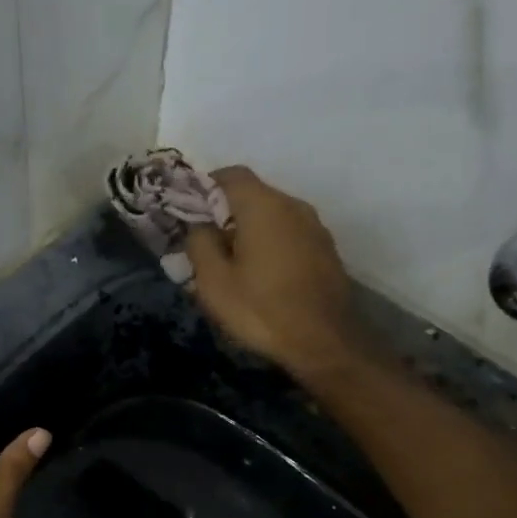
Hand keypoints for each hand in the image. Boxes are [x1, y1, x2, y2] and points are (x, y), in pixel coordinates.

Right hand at [184, 166, 357, 380]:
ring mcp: (315, 228)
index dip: (206, 186)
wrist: (325, 342)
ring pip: (273, 216)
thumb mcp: (213, 281)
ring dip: (250, 230)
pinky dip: (271, 244)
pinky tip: (261, 274)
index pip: (231, 174)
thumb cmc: (261, 309)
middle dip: (226, 212)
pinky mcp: (326, 250)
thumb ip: (199, 244)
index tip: (189, 211)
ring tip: (232, 262)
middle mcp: (293, 206)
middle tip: (205, 242)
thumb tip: (199, 226)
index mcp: (263, 206)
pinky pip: (290, 235)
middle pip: (253, 194)